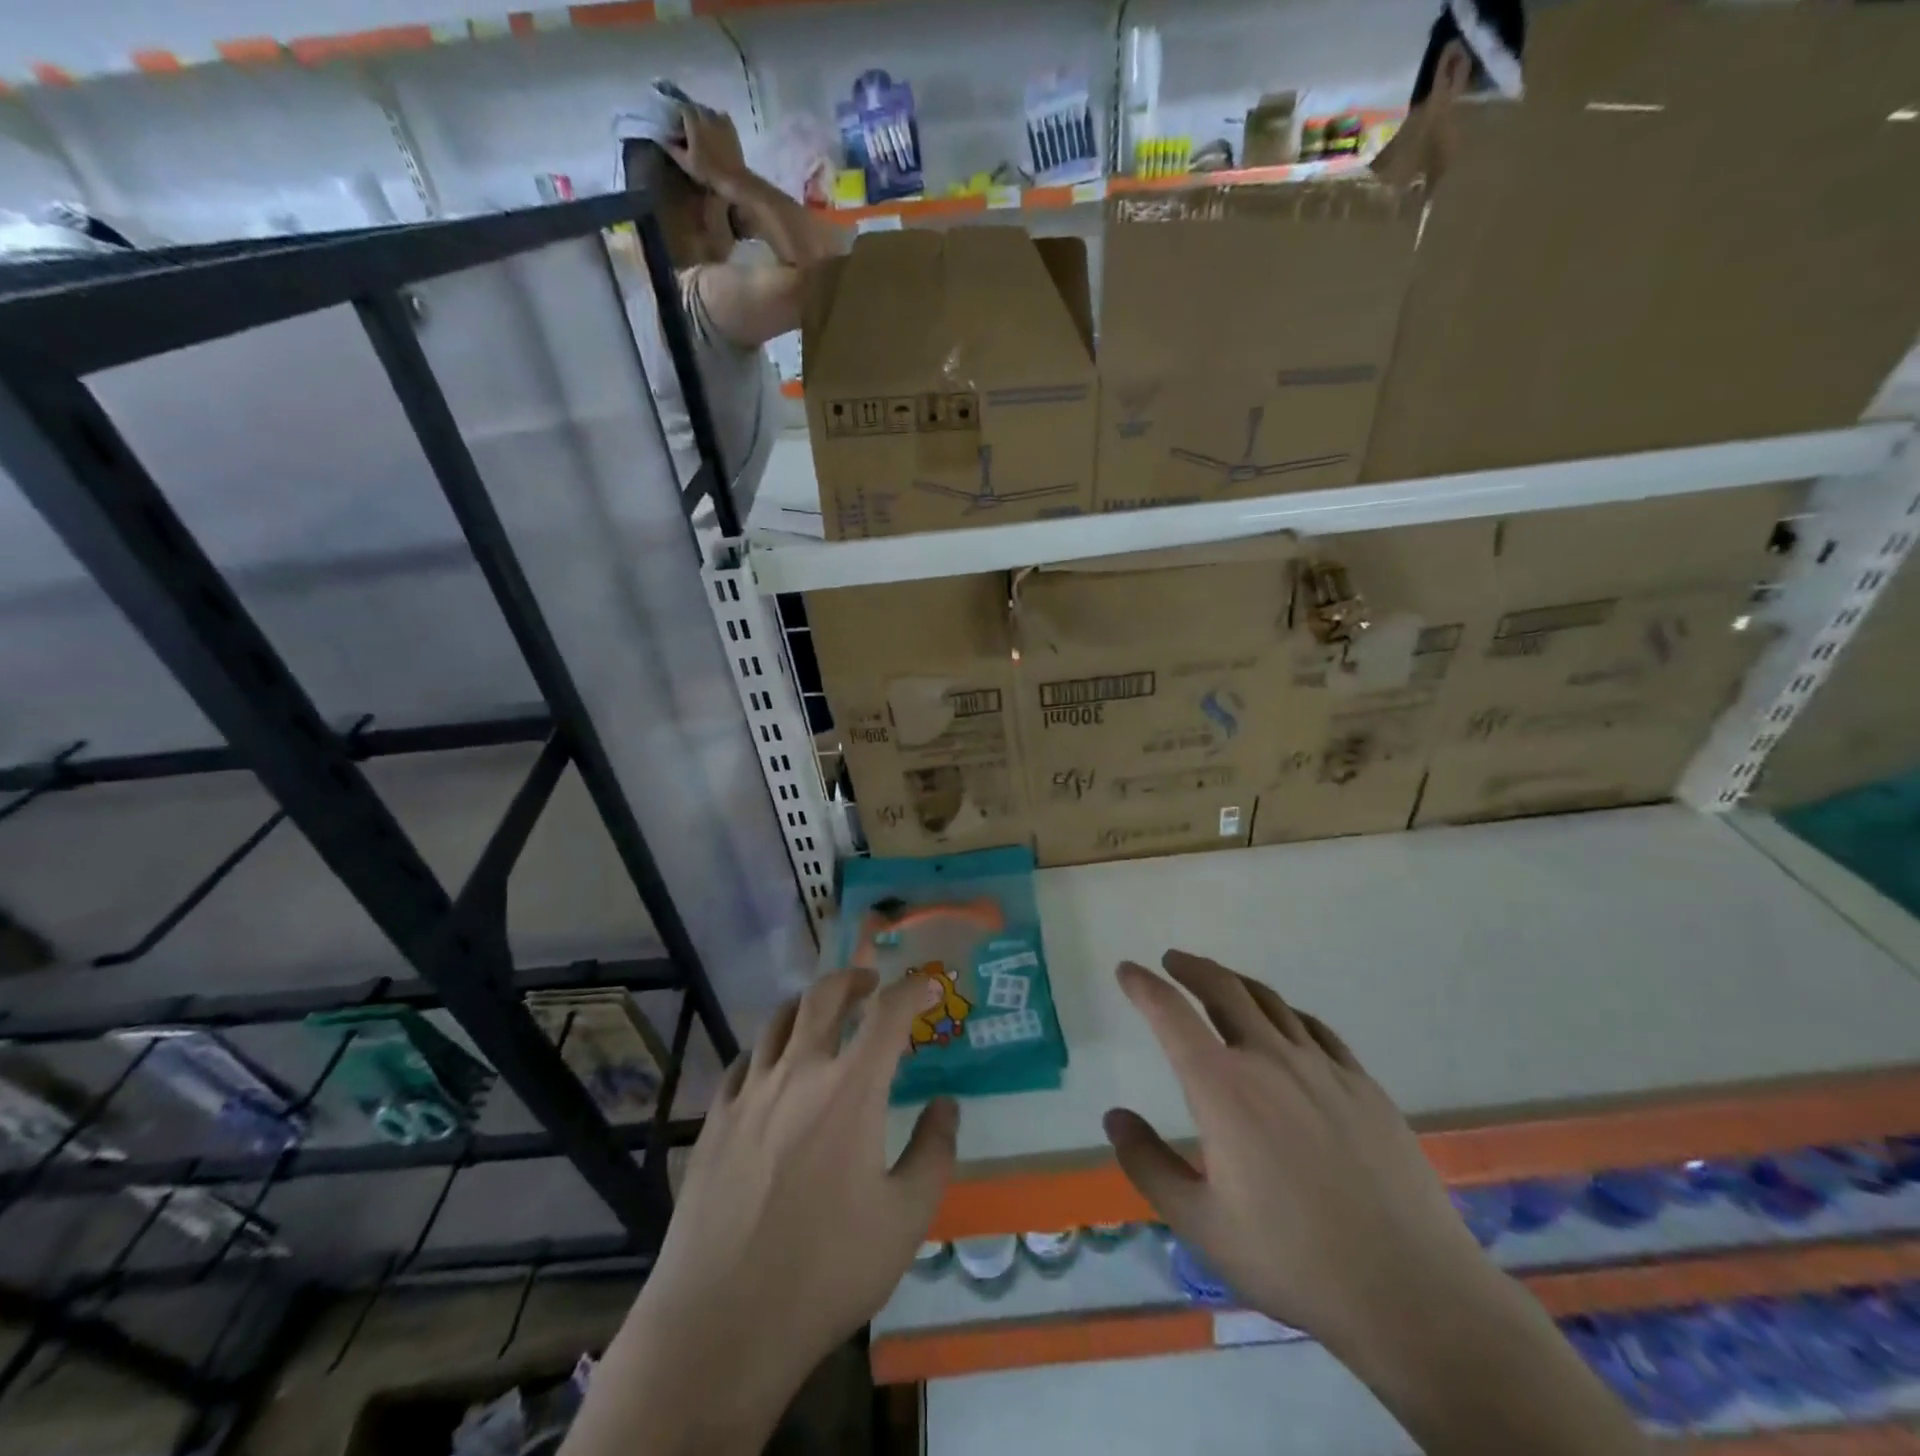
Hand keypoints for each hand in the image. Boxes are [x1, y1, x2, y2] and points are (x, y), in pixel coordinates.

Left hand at [585, 968, 956, 1452]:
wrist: (720, 1324)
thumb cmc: (825, 1271)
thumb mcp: (905, 1220)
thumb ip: (934, 1153)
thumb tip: (946, 1105)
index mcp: (850, 1089)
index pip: (888, 1012)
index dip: (912, 988)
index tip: (927, 984)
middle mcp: (798, 1073)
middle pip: (824, 995)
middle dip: (853, 978)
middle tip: (870, 985)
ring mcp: (750, 1093)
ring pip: (778, 1019)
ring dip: (808, 1005)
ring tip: (822, 1015)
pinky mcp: (714, 1120)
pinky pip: (743, 1061)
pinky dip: (766, 1049)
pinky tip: (771, 1069)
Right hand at [666, 105, 748, 189]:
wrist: (734, 180)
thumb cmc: (708, 172)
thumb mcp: (686, 162)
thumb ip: (672, 147)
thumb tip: (661, 138)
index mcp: (693, 120)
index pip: (681, 107)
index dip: (677, 114)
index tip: (676, 124)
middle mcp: (706, 114)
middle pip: (695, 108)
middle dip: (690, 115)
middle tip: (688, 128)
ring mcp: (720, 119)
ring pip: (707, 111)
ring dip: (703, 117)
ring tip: (702, 130)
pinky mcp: (731, 127)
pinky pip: (721, 117)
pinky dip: (716, 120)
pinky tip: (715, 130)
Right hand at [1103, 951, 1496, 1357]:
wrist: (1412, 1292)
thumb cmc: (1293, 1260)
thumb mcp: (1200, 1224)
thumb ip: (1148, 1165)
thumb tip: (1115, 1117)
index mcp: (1222, 1086)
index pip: (1171, 1013)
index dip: (1143, 985)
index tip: (1127, 970)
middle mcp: (1269, 1059)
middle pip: (1223, 988)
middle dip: (1191, 968)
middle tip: (1173, 962)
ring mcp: (1322, 1067)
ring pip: (1270, 1001)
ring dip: (1235, 982)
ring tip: (1220, 982)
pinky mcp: (1363, 1085)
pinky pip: (1316, 1029)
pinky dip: (1287, 1013)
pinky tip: (1286, 1024)